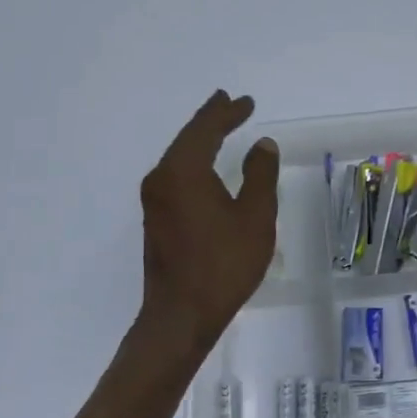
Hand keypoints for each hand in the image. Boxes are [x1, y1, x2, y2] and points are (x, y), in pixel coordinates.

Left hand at [135, 91, 279, 362]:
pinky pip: (175, 175)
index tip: (245, 101)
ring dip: (200, 140)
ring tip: (220, 126)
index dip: (226, 113)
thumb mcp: (255, 217)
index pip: (205, 129)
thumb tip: (262, 144)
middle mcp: (162, 178)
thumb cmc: (223, 264)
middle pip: (187, 139)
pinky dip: (193, 161)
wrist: (180, 316)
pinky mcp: (155, 218)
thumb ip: (260, 175)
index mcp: (183, 171)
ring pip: (179, 157)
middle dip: (210, 120)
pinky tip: (205, 165)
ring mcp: (154, 199)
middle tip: (229, 103)